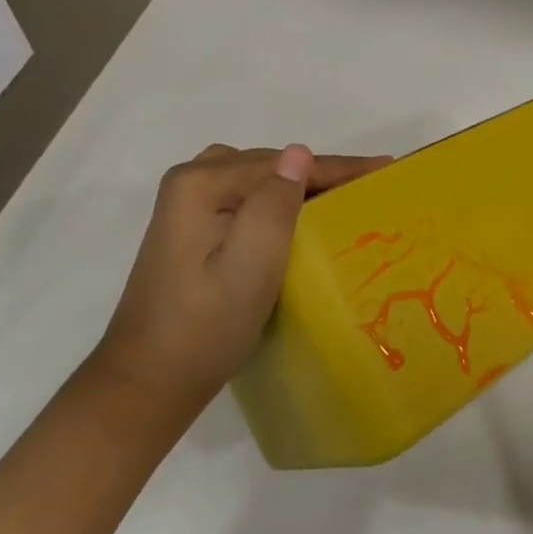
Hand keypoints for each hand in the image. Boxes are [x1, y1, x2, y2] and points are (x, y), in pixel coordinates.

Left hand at [96, 143, 390, 419]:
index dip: (338, 167)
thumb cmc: (205, 327)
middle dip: (321, 173)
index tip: (384, 168)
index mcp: (201, 184)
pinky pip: (245, 196)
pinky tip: (297, 215)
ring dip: (299, 185)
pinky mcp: (190, 228)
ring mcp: (186, 205)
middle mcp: (190, 182)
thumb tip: (298, 152)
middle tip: (369, 185)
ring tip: (341, 196)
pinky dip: (276, 199)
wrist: (148, 381)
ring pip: (259, 179)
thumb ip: (274, 204)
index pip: (283, 165)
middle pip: (270, 166)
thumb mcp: (250, 267)